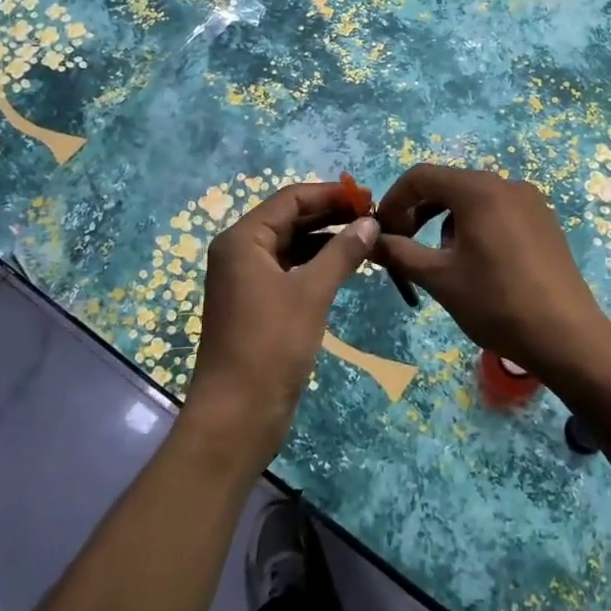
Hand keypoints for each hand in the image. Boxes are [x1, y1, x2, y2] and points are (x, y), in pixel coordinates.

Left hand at [183, 181, 377, 471]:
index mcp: (243, 240)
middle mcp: (240, 252)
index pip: (290, 199)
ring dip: (326, 240)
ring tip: (367, 239)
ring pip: (292, 246)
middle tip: (373, 217)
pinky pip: (290, 270)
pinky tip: (346, 266)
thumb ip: (342, 252)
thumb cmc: (270, 345)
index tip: (368, 197)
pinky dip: (317, 265)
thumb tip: (369, 222)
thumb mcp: (311, 293)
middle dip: (330, 215)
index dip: (330, 194)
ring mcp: (246, 279)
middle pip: (289, 219)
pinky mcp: (257, 304)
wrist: (236, 415)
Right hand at [374, 164, 610, 386]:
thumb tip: (369, 240)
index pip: (421, 177)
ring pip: (473, 199)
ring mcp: (531, 202)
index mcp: (478, 189)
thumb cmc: (497, 303)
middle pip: (448, 185)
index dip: (394, 201)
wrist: (567, 337)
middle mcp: (506, 184)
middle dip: (419, 212)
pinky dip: (475, 227)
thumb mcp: (439, 279)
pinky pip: (498, 211)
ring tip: (443, 262)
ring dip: (446, 222)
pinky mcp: (545, 221)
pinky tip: (478, 264)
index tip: (382, 233)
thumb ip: (399, 253)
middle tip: (404, 247)